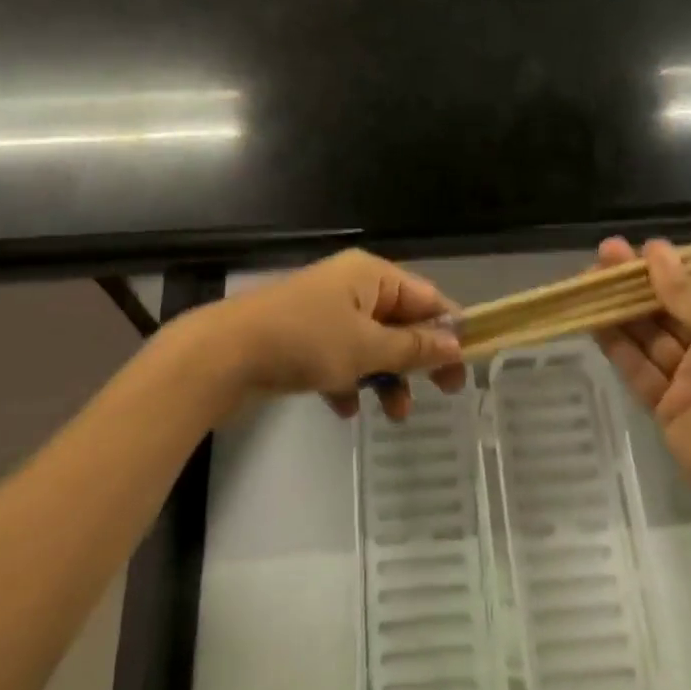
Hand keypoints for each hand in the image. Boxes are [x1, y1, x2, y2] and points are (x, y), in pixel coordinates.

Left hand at [205, 250, 467, 419]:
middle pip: (400, 323)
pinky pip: (340, 359)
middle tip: (443, 393)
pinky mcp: (303, 340)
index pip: (426, 297)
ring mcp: (325, 314)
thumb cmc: (305, 342)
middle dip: (418, 359)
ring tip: (394, 414)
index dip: (449, 330)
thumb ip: (414, 348)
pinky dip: (349, 381)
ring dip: (387, 378)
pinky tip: (346, 408)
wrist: (224, 355)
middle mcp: (351, 288)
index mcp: (371, 275)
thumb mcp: (368, 347)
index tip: (466, 365)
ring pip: (371, 346)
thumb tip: (456, 343)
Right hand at [593, 237, 690, 517]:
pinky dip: (616, 346)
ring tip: (587, 281)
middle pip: (667, 308)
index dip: (665, 267)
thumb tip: (655, 250)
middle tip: (602, 256)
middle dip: (636, 283)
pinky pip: (637, 369)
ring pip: (648, 336)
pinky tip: (592, 320)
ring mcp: (688, 378)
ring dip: (620, 309)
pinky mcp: (665, 407)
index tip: (634, 249)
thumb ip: (683, 290)